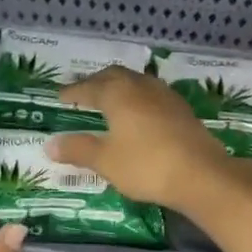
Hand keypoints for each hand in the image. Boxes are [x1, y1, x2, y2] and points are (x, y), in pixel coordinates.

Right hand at [45, 65, 251, 211]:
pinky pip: (152, 96)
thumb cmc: (146, 165)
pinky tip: (139, 114)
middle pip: (115, 76)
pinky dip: (137, 99)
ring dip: (120, 87)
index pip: (89, 86)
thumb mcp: (106, 161)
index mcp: (118, 93)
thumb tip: (50, 144)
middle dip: (96, 82)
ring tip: (110, 99)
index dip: (73, 91)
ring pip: (137, 83)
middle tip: (84, 91)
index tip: (60, 96)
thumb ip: (78, 149)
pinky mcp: (182, 111)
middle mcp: (142, 87)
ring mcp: (166, 96)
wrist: (201, 175)